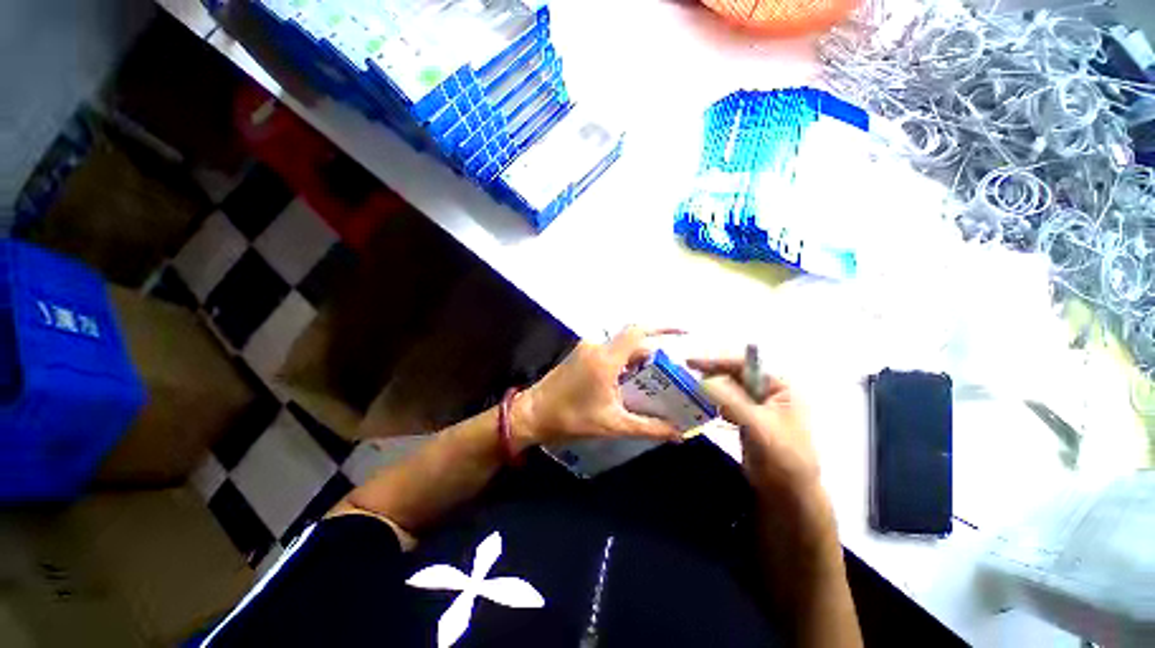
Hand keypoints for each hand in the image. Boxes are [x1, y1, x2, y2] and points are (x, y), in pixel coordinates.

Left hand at [513, 327, 683, 449]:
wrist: (533, 414)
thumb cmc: (571, 419)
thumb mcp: (613, 424)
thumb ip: (648, 427)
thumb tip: (678, 434)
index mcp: (606, 359)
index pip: (638, 332)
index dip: (662, 328)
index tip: (683, 333)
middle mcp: (597, 346)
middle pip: (633, 339)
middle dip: (654, 351)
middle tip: (672, 368)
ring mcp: (586, 348)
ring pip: (621, 345)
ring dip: (638, 357)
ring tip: (656, 376)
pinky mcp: (581, 354)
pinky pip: (609, 350)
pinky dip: (624, 360)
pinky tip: (630, 380)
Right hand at [687, 358, 822, 506]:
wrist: (788, 493)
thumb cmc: (782, 456)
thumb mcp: (757, 425)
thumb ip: (731, 400)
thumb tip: (703, 380)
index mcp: (779, 387)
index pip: (744, 365)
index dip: (717, 361)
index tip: (690, 362)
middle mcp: (768, 392)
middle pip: (733, 375)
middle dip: (711, 375)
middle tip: (686, 377)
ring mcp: (756, 406)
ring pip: (727, 390)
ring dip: (709, 389)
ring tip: (689, 390)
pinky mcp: (745, 420)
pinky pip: (724, 404)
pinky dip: (712, 403)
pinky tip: (700, 406)